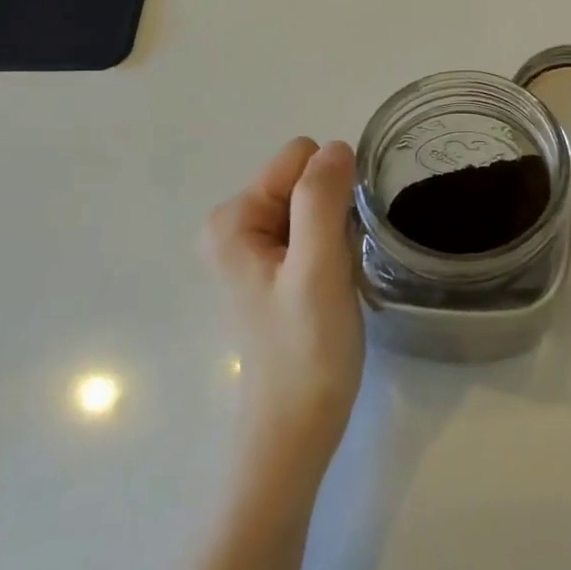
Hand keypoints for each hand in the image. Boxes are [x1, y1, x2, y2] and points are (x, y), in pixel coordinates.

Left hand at [203, 138, 363, 471]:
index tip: (336, 240)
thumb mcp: (318, 267)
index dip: (330, 191)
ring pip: (315, 202)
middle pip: (305, 178)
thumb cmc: (307, 347)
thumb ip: (322, 200)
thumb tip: (337, 146)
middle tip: (335, 262)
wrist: (298, 423)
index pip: (299, 158)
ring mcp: (254, 247)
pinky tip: (331, 283)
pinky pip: (314, 227)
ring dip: (335, 230)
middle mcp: (235, 224)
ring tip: (334, 275)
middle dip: (332, 210)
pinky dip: (332, 247)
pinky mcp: (275, 267)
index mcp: (233, 218)